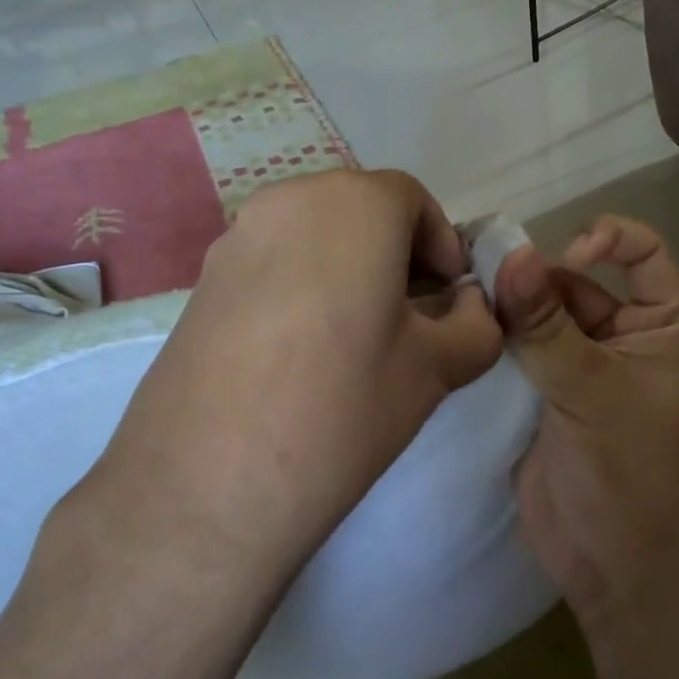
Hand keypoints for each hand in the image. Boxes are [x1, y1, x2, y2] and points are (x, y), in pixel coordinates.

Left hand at [83, 169, 503, 568]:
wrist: (208, 479)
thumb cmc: (343, 405)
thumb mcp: (436, 369)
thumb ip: (476, 326)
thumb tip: (473, 310)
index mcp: (354, 203)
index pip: (412, 199)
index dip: (442, 245)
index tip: (450, 297)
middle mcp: (290, 200)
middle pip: (361, 210)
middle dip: (397, 254)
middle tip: (412, 317)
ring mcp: (236, 237)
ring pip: (314, 235)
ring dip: (349, 268)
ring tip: (357, 337)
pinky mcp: (201, 279)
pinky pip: (272, 262)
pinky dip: (302, 285)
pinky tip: (303, 351)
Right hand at [494, 217, 678, 627]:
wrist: (610, 563)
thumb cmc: (625, 471)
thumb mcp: (590, 389)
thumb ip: (545, 323)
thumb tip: (511, 254)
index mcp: (664, 327)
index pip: (644, 253)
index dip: (608, 239)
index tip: (566, 257)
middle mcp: (624, 338)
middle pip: (579, 283)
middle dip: (537, 280)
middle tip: (485, 281)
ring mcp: (582, 367)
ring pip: (543, 315)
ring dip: (511, 308)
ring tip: (468, 301)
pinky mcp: (545, 393)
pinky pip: (521, 350)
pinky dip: (497, 338)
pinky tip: (464, 327)